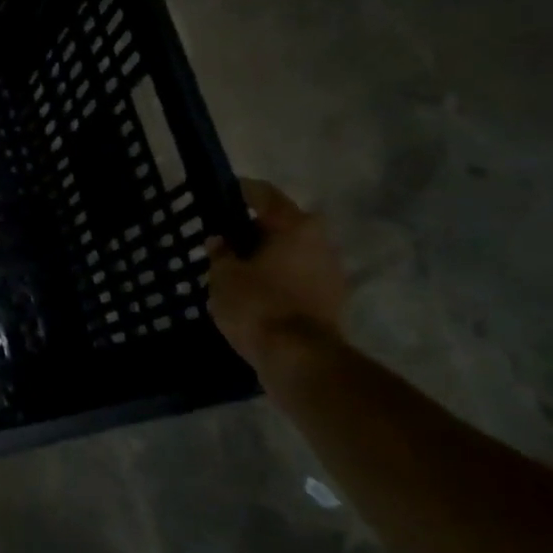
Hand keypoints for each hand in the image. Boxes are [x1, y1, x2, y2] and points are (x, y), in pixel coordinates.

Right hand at [206, 180, 348, 368]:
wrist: (300, 360)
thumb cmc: (258, 306)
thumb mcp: (224, 276)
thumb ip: (220, 253)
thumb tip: (220, 241)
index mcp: (295, 226)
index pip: (264, 195)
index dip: (240, 191)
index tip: (222, 193)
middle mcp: (320, 241)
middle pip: (283, 224)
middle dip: (255, 228)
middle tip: (226, 236)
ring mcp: (331, 272)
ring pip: (293, 252)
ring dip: (269, 255)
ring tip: (238, 266)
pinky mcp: (332, 300)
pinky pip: (299, 277)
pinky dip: (279, 278)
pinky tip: (256, 291)